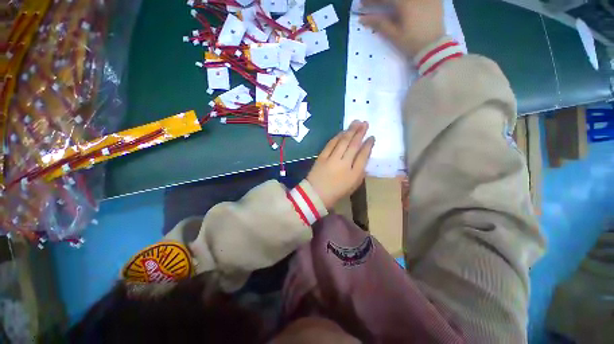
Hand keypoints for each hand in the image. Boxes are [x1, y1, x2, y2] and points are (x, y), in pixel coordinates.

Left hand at [307, 121, 374, 208]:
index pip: (363, 156)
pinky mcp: (322, 156)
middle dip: (360, 132)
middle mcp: (344, 164)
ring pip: (343, 141)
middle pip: (353, 145)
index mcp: (354, 174)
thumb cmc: (336, 192)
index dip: (368, 145)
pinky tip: (342, 131)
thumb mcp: (352, 186)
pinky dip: (337, 136)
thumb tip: (363, 157)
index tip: (372, 137)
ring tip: (356, 122)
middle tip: (365, 123)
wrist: (315, 195)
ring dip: (350, 131)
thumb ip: (360, 172)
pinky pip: (331, 143)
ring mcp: (332, 159)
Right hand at [360, 0, 444, 56]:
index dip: (372, 1)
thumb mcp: (394, 35)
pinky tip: (405, 5)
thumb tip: (363, 19)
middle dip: (382, 0)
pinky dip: (408, 1)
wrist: (434, 47)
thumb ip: (379, 24)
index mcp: (405, 3)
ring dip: (395, 1)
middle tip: (374, 4)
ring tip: (388, 5)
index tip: (361, 3)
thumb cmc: (411, 43)